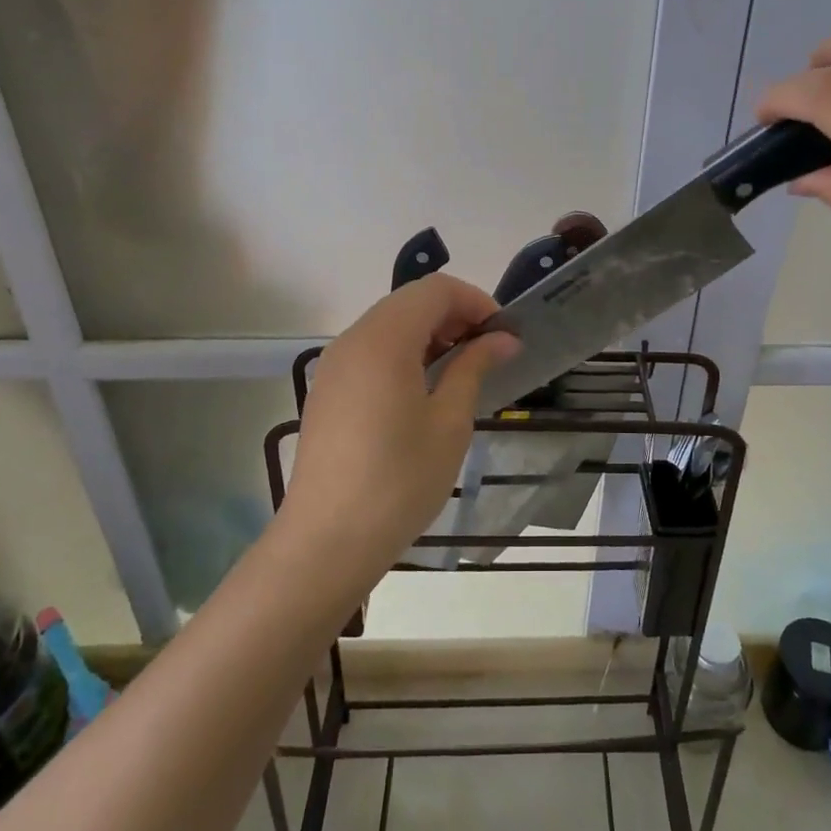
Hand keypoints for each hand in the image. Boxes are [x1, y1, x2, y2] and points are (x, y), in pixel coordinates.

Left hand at [285, 275, 516, 583]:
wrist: (327, 540)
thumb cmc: (399, 480)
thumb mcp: (449, 422)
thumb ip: (473, 367)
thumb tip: (503, 338)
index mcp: (384, 339)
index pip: (436, 290)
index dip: (476, 302)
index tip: (504, 335)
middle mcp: (353, 339)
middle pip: (410, 301)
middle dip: (455, 315)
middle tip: (488, 352)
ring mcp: (334, 364)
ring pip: (390, 324)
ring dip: (430, 333)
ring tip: (461, 371)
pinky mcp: (328, 389)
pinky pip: (371, 350)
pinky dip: (404, 352)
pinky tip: (424, 390)